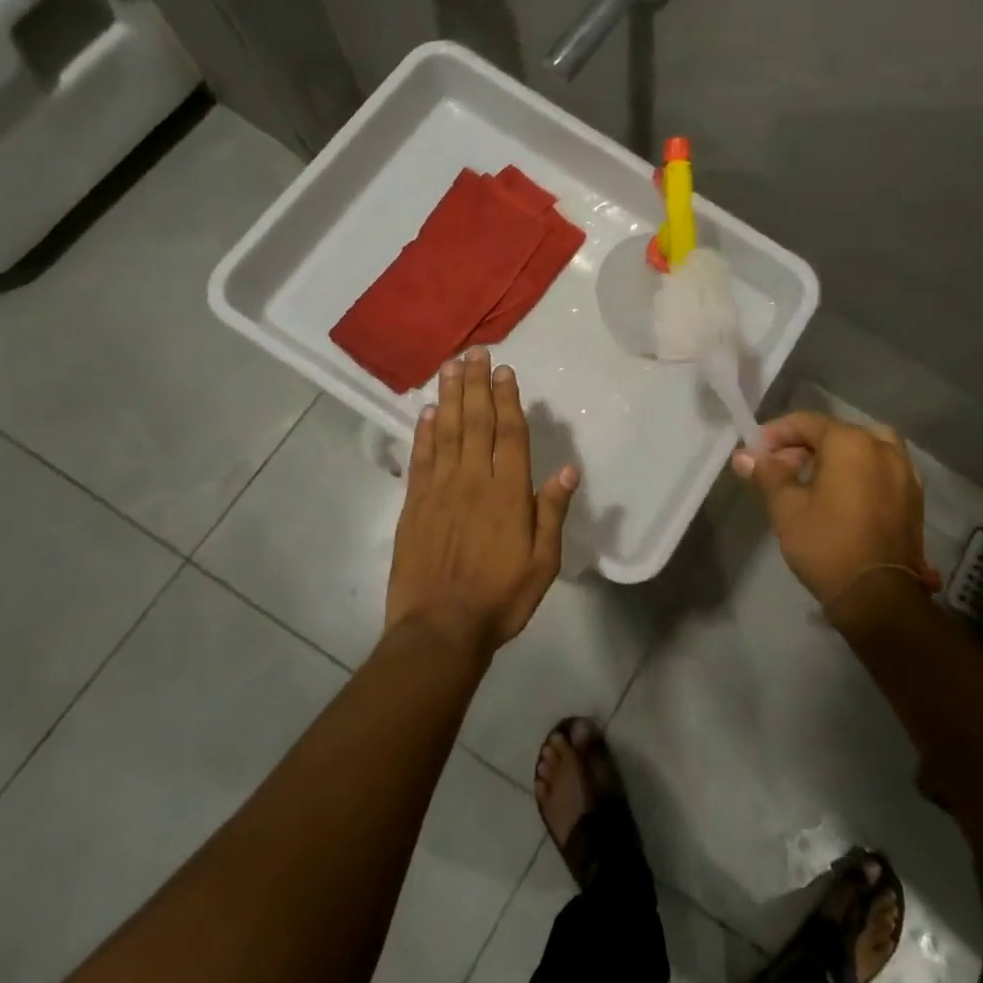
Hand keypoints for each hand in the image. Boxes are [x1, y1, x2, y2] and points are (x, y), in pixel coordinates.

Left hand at [386, 347, 579, 662]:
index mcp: (508, 493)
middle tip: (474, 352)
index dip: (507, 399)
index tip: (503, 370)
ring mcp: (439, 490)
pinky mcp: (414, 505)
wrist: (439, 630)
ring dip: (450, 396)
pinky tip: (427, 411)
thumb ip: (552, 512)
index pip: (509, 434)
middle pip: (475, 422)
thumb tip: (568, 469)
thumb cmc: (500, 598)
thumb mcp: (543, 562)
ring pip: (446, 432)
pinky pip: (421, 458)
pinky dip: (424, 431)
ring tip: (451, 366)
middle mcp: (473, 480)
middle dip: (476, 384)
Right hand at [730, 412, 940, 611]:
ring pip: (862, 450)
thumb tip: (744, 456)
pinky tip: (840, 497)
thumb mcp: (786, 507)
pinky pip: (879, 470)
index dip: (776, 434)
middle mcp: (883, 447)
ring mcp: (904, 472)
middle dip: (803, 447)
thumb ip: (767, 474)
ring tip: (810, 481)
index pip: (806, 422)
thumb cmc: (827, 544)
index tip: (756, 453)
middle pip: (835, 434)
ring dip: (833, 458)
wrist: (879, 597)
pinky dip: (858, 473)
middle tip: (778, 469)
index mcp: (851, 442)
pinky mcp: (913, 498)